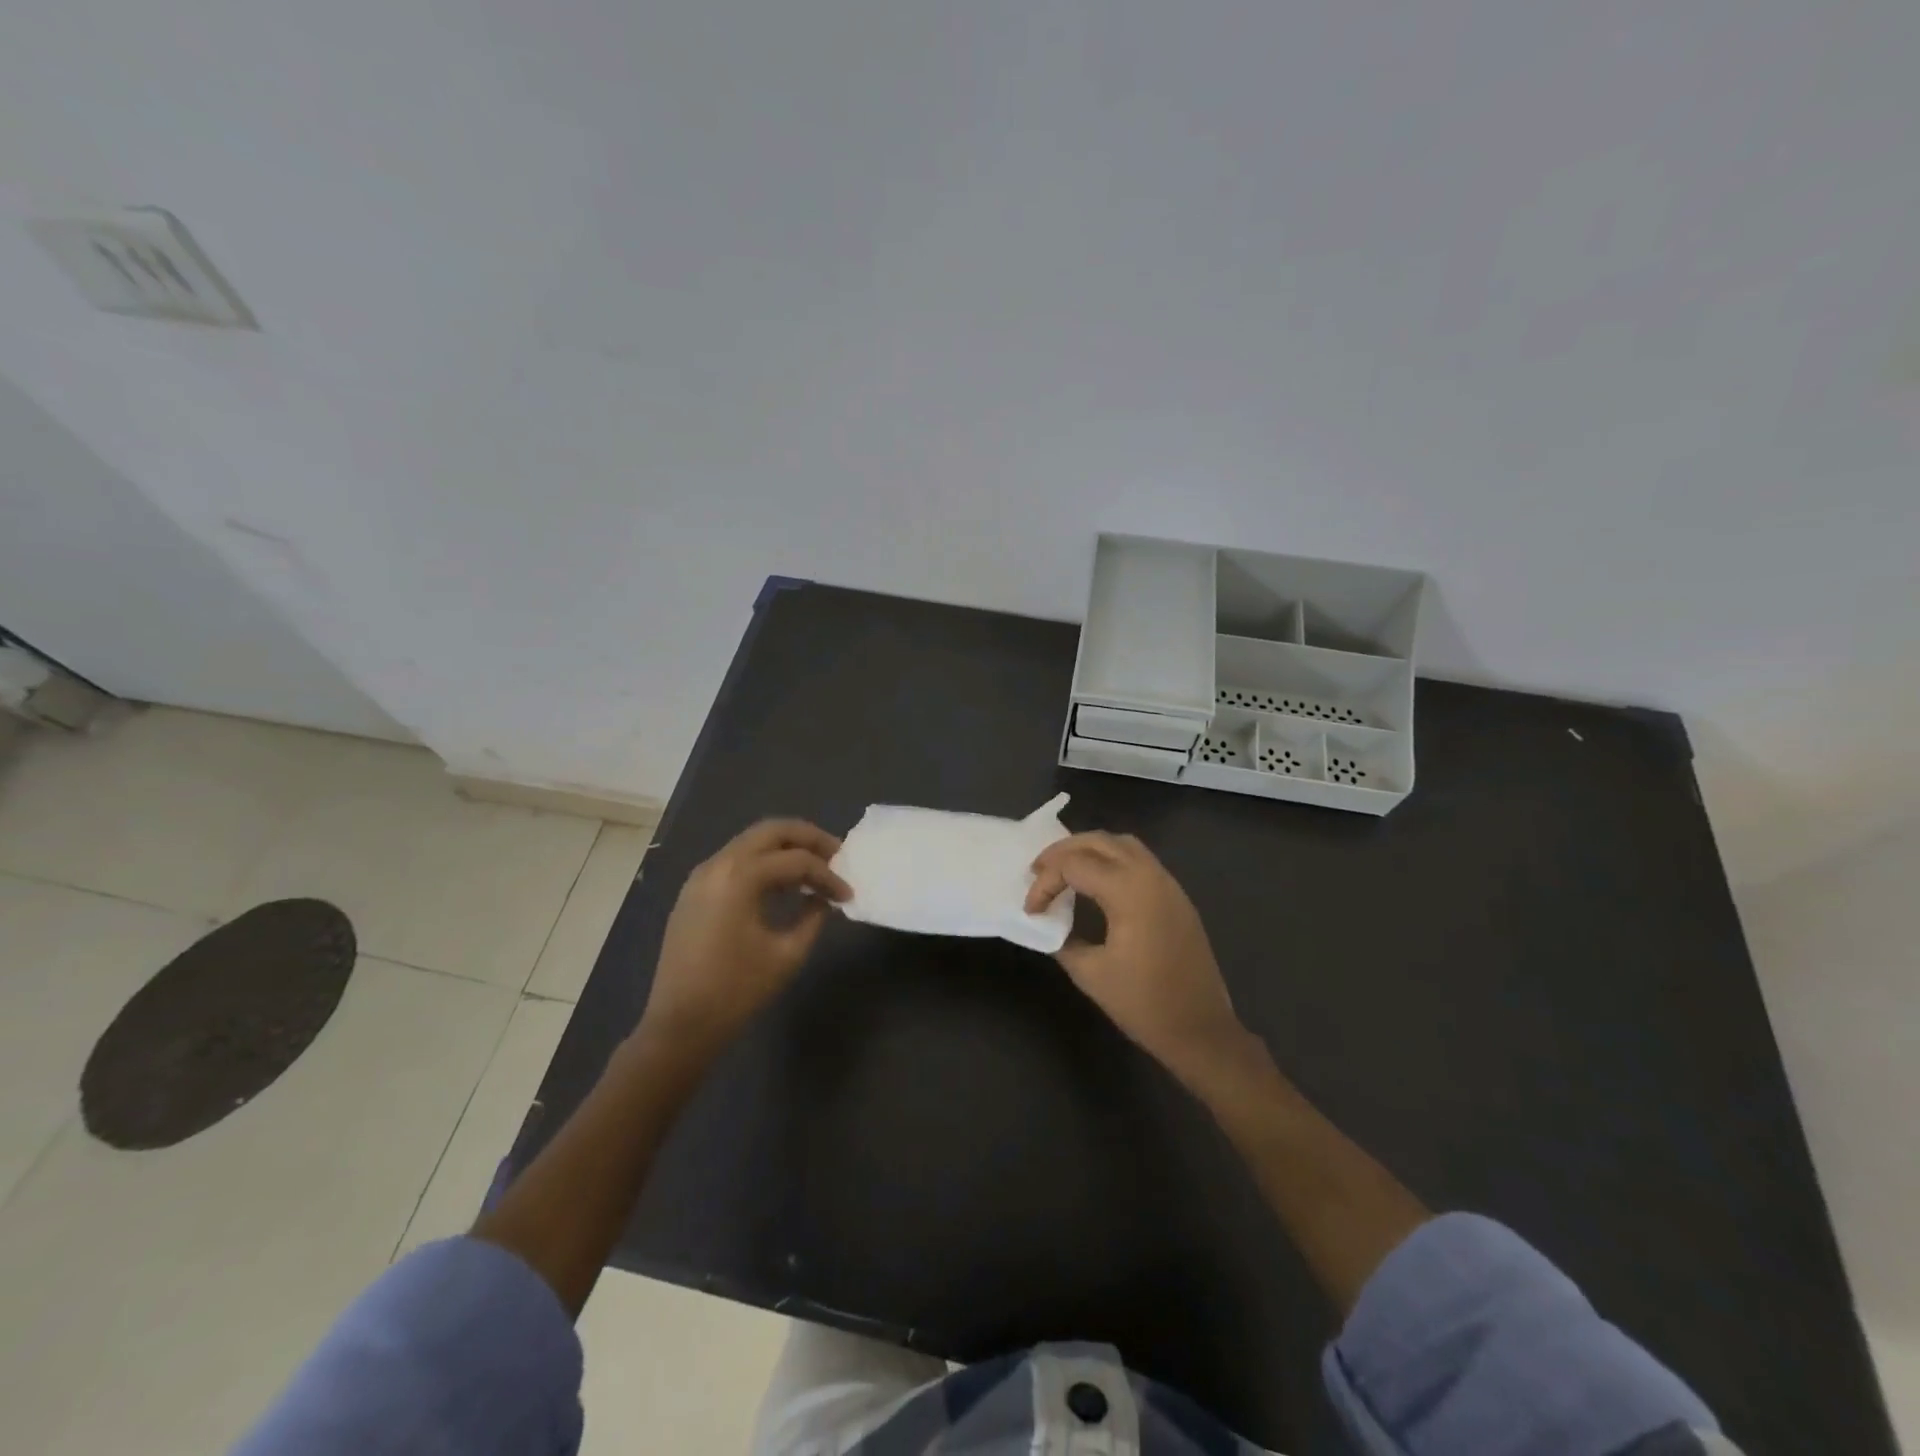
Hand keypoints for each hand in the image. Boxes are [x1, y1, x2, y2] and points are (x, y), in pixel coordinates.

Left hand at [641, 819, 849, 1055]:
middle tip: (836, 854)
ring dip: (785, 848)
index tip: (847, 895)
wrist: (679, 1025)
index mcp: (740, 877)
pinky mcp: (694, 891)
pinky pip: (735, 860)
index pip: (796, 861)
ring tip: (813, 867)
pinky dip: (763, 862)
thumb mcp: (787, 955)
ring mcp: (702, 876)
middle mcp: (718, 864)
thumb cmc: (737, 991)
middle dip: (808, 838)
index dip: (828, 876)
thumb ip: (813, 918)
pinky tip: (782, 884)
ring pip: (751, 842)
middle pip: (772, 831)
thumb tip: (824, 899)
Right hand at [1026, 832, 1245, 1078]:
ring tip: (1064, 870)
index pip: (1075, 865)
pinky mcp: (1176, 898)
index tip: (1031, 910)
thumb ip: (1063, 939)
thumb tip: (1048, 923)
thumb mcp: (1090, 973)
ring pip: (1122, 845)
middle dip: (1063, 851)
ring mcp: (1168, 884)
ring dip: (1089, 850)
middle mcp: (1151, 876)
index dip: (1045, 883)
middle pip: (1099, 841)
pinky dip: (1111, 860)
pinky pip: (1139, 860)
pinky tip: (1095, 883)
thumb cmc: (1144, 1004)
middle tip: (1037, 871)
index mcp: (1129, 891)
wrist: (1201, 1030)